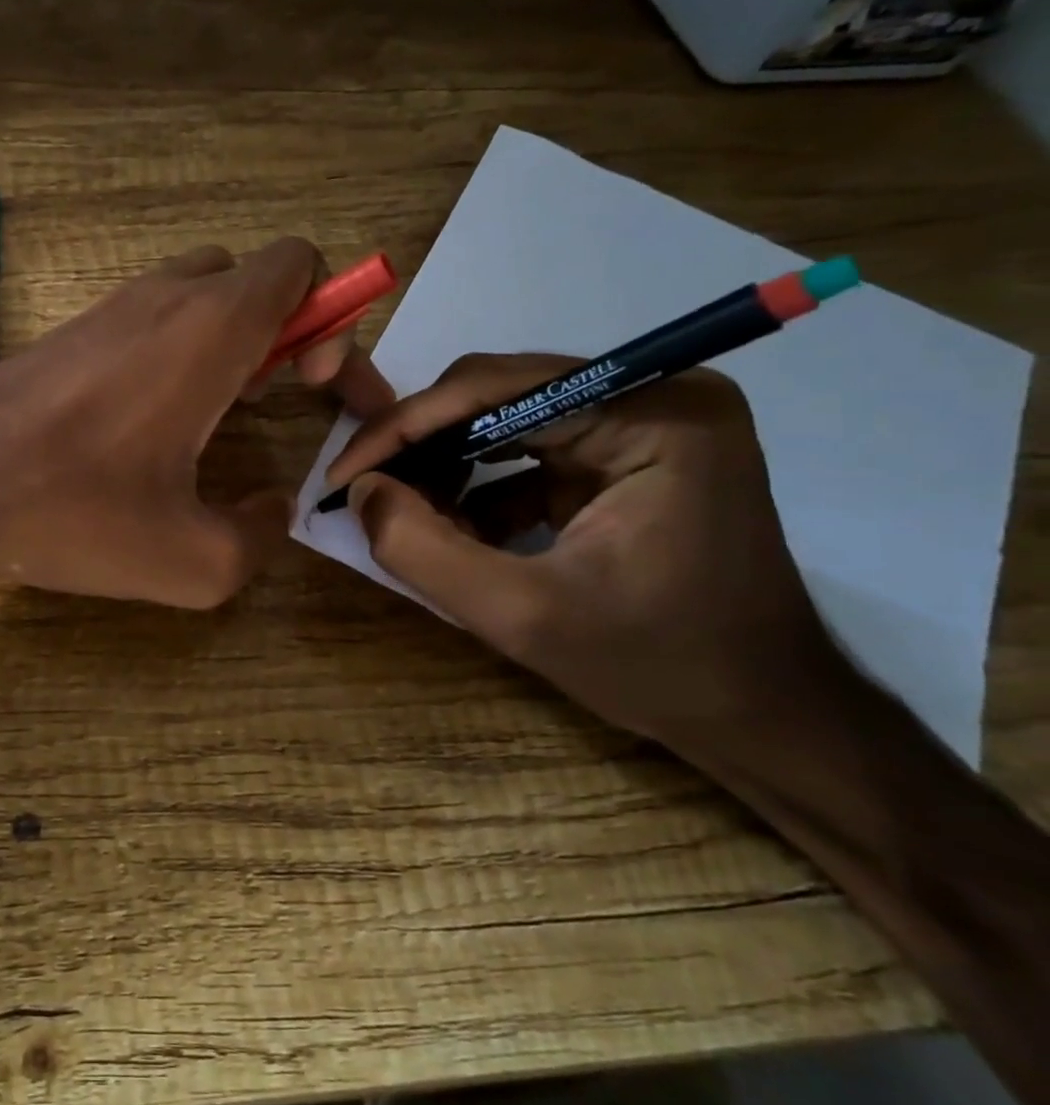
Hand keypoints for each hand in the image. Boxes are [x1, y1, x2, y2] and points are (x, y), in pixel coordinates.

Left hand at [0, 239, 390, 607]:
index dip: (333, 319)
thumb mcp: (189, 561)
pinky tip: (157, 423)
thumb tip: (273, 507)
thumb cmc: (67, 511)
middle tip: (282, 401)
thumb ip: (260, 537)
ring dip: (235, 341)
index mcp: (209, 329)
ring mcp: (110, 308)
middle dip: (290, 331)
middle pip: (255, 278)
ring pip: (202, 295)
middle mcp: (163, 298)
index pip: (299, 264)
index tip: (319, 388)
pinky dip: (181, 351)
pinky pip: (152, 320)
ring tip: (224, 417)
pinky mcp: (72, 332)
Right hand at [325, 354, 845, 755]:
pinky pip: (524, 450)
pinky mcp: (625, 455)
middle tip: (365, 495)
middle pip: (495, 394)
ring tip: (407, 518)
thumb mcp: (522, 616)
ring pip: (501, 420)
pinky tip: (455, 532)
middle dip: (421, 448)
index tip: (341, 476)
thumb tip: (359, 491)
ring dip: (444, 468)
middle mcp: (653, 393)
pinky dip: (477, 489)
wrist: (762, 717)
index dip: (403, 428)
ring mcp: (642, 422)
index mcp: (653, 412)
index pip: (495, 387)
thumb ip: (422, 550)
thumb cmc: (659, 666)